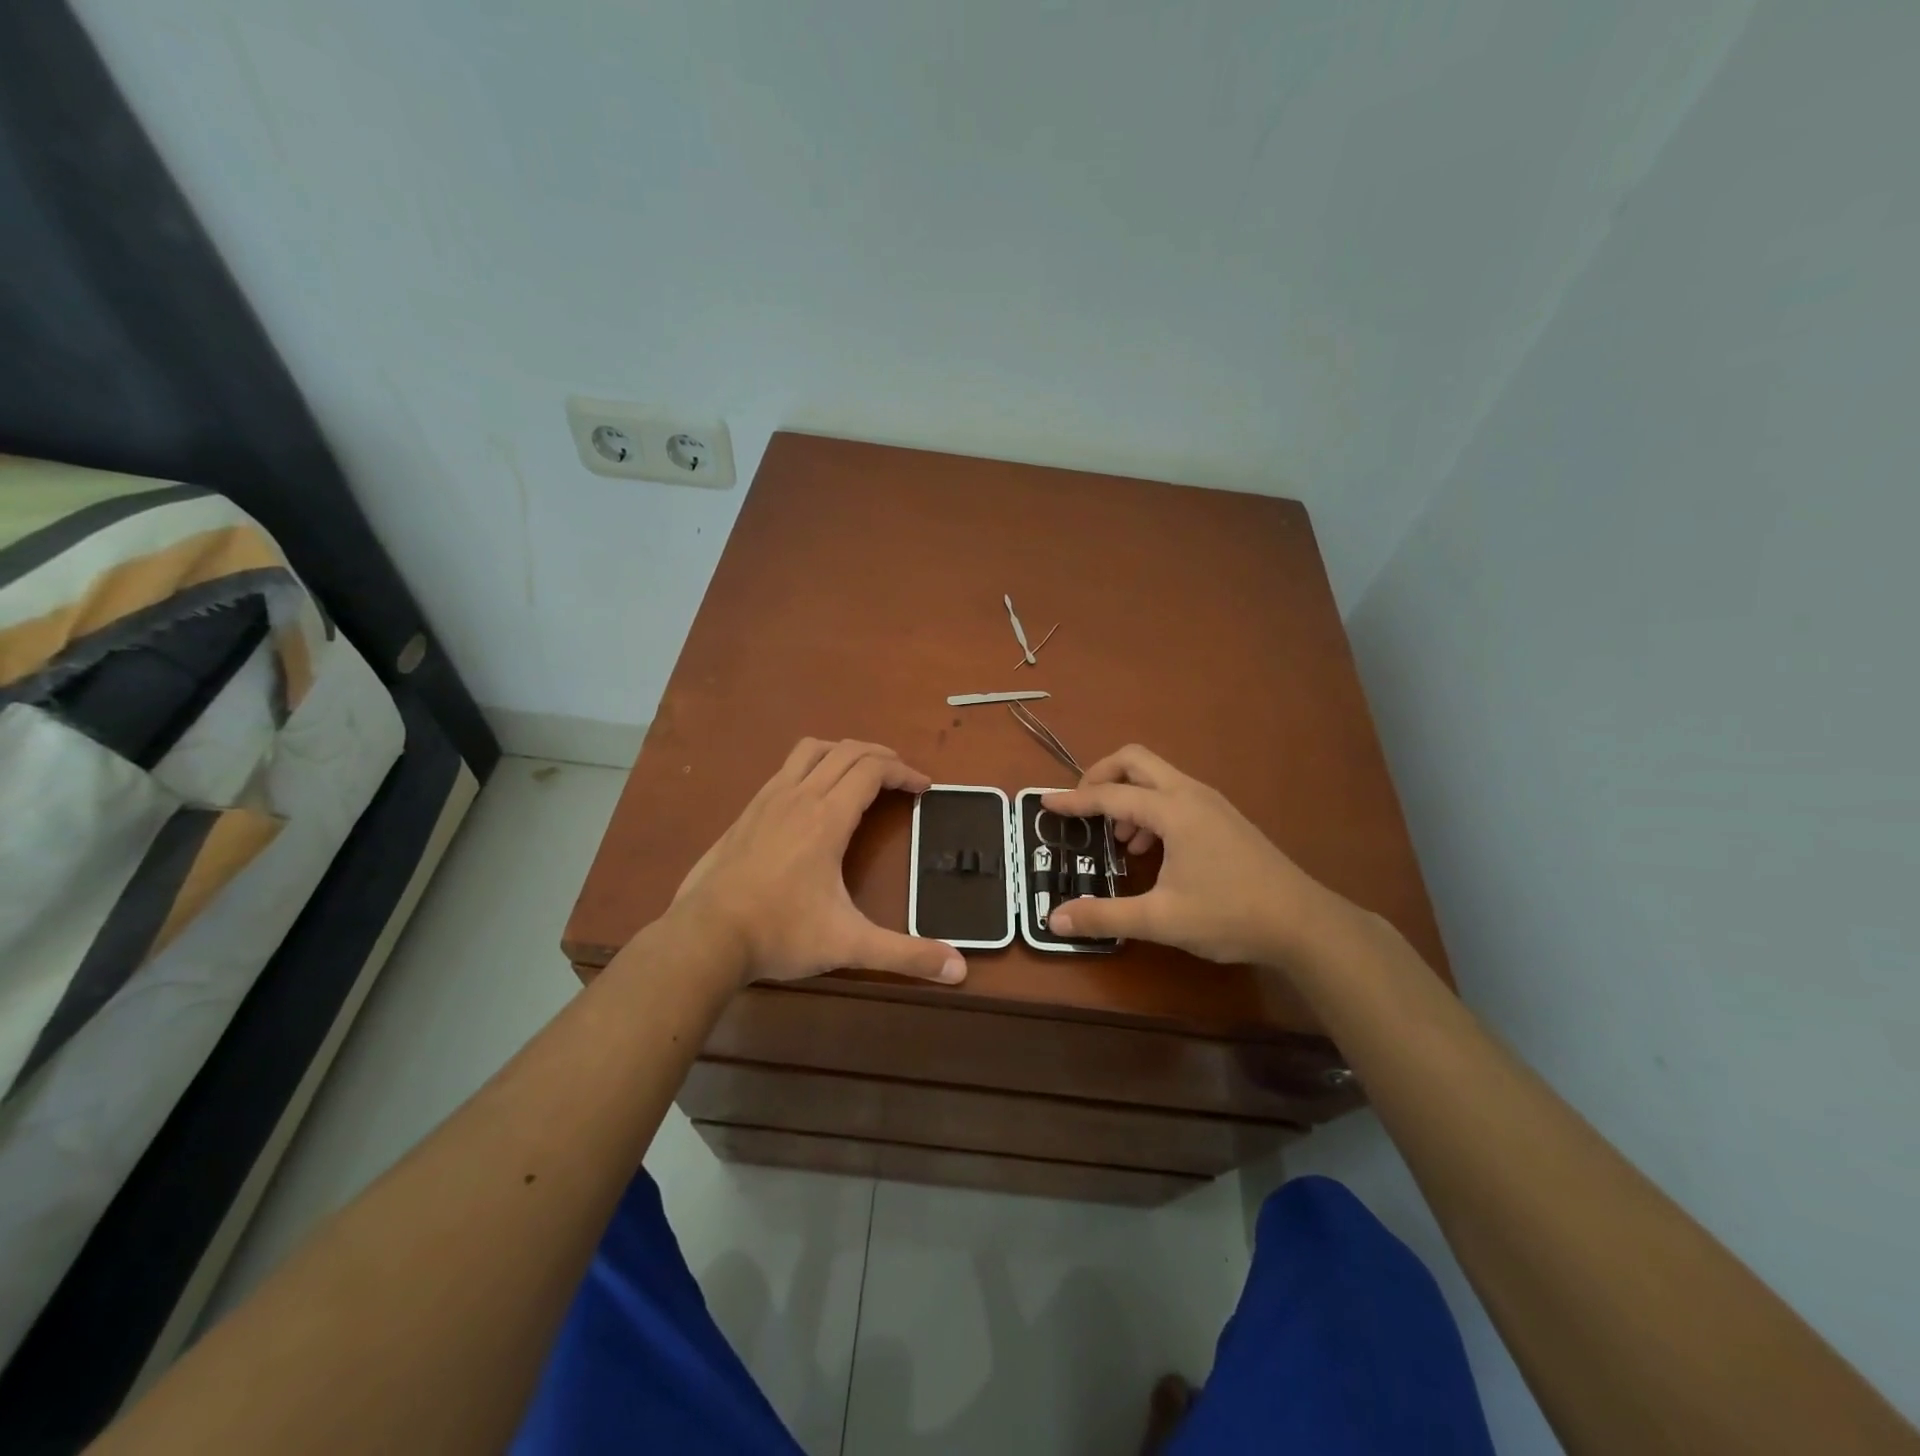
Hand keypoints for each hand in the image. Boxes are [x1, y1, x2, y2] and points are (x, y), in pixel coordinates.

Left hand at [671, 738, 966, 986]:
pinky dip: (812, 765)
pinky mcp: (747, 811)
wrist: (705, 936)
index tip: (925, 788)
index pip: (873, 770)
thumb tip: (960, 970)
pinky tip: (813, 796)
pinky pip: (786, 768)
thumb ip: (905, 955)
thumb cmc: (781, 934)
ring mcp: (768, 799)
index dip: (905, 772)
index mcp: (828, 817)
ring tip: (862, 772)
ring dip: (844, 751)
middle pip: (847, 751)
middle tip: (903, 777)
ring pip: (811, 750)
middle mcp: (799, 796)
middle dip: (882, 756)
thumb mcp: (850, 946)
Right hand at [1042, 745, 1345, 965]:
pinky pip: (1175, 795)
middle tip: (1083, 808)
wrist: (1303, 923)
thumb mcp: (1161, 920)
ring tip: (1119, 841)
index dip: (1074, 800)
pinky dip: (1151, 809)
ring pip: (1157, 778)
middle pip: (1135, 760)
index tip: (1045, 803)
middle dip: (1101, 776)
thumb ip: (1104, 916)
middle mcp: (1191, 794)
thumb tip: (1055, 919)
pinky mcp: (1224, 818)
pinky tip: (1152, 850)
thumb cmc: (1230, 915)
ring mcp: (1211, 803)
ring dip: (1128, 796)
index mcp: (1173, 810)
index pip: (1110, 795)